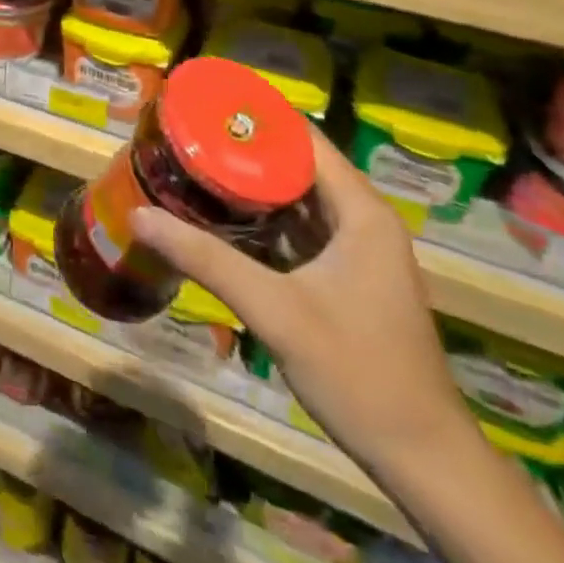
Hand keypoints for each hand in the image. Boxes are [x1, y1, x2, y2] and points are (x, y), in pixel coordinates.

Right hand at [131, 130, 472, 480]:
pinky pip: (298, 230)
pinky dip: (262, 220)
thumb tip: (140, 216)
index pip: (303, 138)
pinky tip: (220, 219)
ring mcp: (357, 250)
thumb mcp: (275, 311)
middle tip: (186, 135)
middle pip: (296, 164)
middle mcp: (362, 219)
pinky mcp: (347, 277)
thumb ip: (207, 260)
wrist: (423, 460)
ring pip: (296, 199)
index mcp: (360, 211)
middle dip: (242, 149)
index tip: (204, 102)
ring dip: (250, 185)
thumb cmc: (358, 373)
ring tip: (195, 165)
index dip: (255, 116)